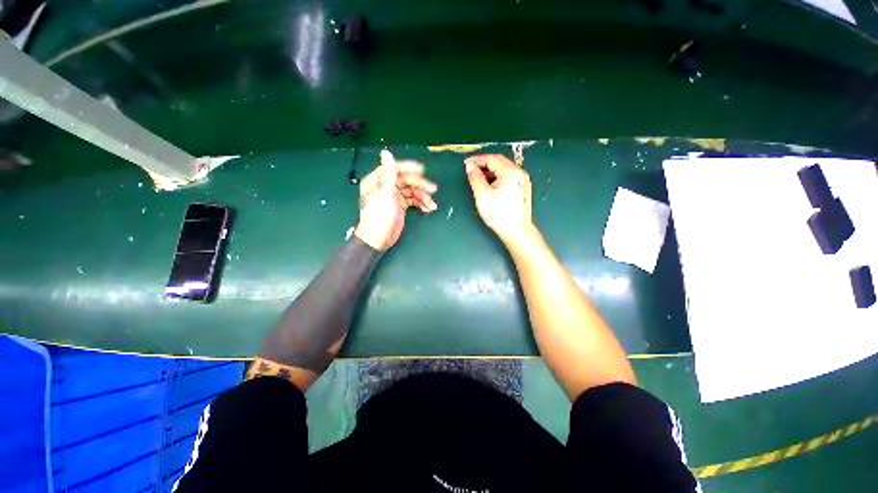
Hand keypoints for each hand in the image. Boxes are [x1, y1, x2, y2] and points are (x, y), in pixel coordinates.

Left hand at [355, 150, 437, 250]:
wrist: (378, 240)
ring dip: (423, 196)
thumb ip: (388, 174)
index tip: (423, 171)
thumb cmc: (379, 217)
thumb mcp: (384, 194)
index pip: (395, 169)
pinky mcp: (400, 206)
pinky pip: (413, 200)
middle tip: (433, 190)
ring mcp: (393, 196)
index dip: (409, 169)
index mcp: (378, 180)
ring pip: (411, 191)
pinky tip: (428, 208)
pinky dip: (421, 203)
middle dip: (420, 185)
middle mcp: (385, 186)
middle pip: (406, 180)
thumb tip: (386, 152)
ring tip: (431, 204)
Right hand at [465, 154, 533, 243]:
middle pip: (499, 162)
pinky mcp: (522, 188)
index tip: (466, 163)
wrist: (516, 231)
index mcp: (511, 172)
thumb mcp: (482, 195)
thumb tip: (470, 166)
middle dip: (484, 163)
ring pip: (503, 169)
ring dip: (490, 171)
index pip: (491, 159)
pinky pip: (508, 177)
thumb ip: (475, 178)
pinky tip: (489, 185)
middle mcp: (519, 173)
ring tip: (478, 178)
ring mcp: (522, 181)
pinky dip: (497, 177)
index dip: (477, 159)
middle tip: (471, 169)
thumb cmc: (499, 214)